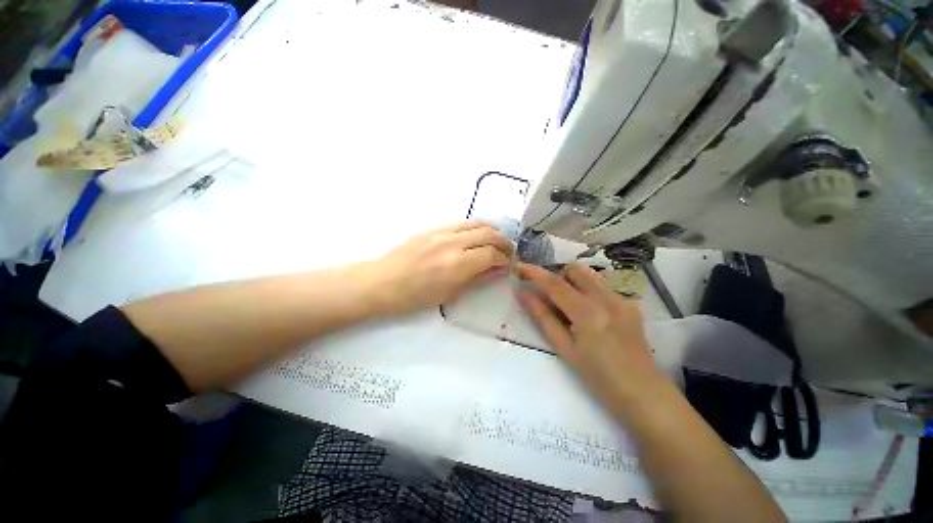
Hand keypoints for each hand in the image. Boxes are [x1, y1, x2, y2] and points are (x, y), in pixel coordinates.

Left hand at [369, 221, 513, 315]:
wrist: (382, 282)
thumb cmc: (415, 297)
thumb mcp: (450, 293)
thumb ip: (477, 278)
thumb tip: (498, 269)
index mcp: (458, 264)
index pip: (492, 254)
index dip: (505, 259)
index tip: (509, 265)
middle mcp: (453, 242)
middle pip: (489, 233)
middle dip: (504, 242)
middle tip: (508, 252)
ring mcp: (442, 232)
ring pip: (477, 223)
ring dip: (492, 231)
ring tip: (496, 242)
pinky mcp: (433, 228)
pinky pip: (462, 223)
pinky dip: (475, 228)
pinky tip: (476, 237)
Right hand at [515, 262, 665, 414]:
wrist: (644, 393)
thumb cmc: (598, 378)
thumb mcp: (564, 348)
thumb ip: (542, 317)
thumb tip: (523, 294)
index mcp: (588, 313)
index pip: (555, 284)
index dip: (534, 272)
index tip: (519, 266)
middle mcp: (607, 298)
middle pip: (574, 269)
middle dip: (557, 276)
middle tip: (549, 296)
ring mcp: (622, 299)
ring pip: (589, 274)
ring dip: (572, 281)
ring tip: (568, 303)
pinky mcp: (630, 303)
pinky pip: (602, 286)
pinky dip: (587, 290)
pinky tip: (589, 313)